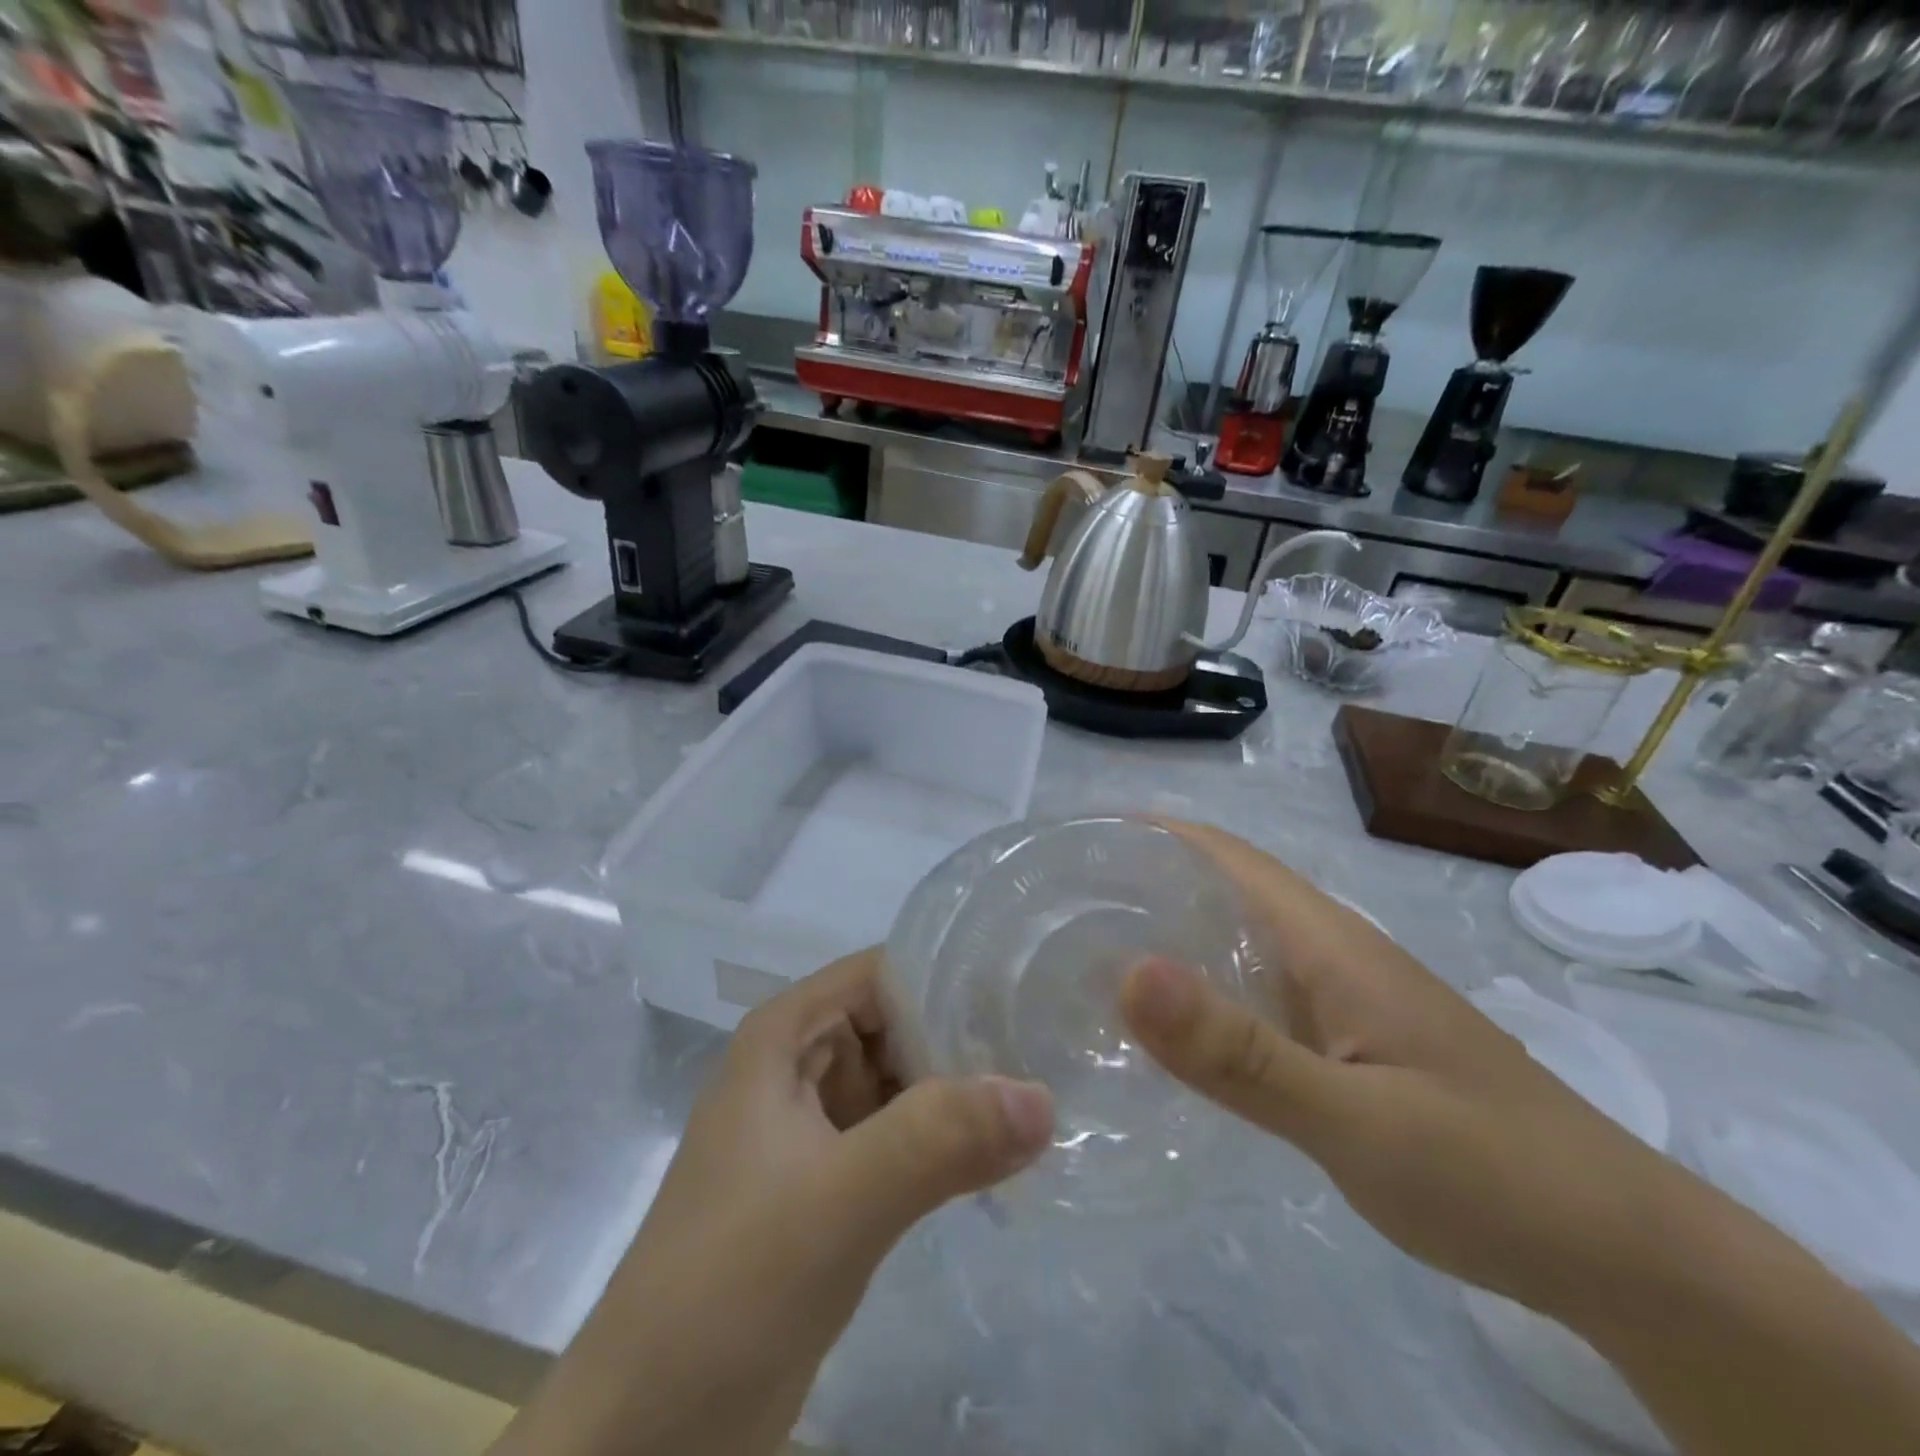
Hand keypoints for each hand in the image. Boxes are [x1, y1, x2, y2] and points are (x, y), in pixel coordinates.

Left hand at [490, 950, 1052, 1455]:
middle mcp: (800, 1067)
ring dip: (962, 1092)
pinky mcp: (830, 1186)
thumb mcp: (837, 1202)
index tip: (1025, 995)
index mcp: (785, 1037)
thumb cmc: (726, 1290)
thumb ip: (937, 1141)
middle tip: (1052, 1051)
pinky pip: (901, 1139)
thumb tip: (1043, 1097)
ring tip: (1046, 1094)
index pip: (884, 973)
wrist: (649, 1437)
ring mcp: (813, 1129)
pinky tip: (1002, 1156)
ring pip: (904, 1082)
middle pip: (898, 1023)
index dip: (951, 976)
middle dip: (966, 1037)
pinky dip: (946, 1142)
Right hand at [1117, 819, 1680, 1320]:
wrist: (1623, 1255)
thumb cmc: (1491, 1173)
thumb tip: (1130, 970)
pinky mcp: (1346, 1045)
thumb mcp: (1355, 1119)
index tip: (1081, 845)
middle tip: (1063, 908)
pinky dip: (1202, 992)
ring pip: (1238, 944)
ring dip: (1171, 934)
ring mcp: (1341, 1001)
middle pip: (1224, 891)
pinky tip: (1168, 1029)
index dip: (1155, 835)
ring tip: (1091, 955)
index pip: (1227, 855)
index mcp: (1329, 943)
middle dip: (1146, 882)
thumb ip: (1240, 1053)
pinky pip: (1254, 996)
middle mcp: (1330, 954)